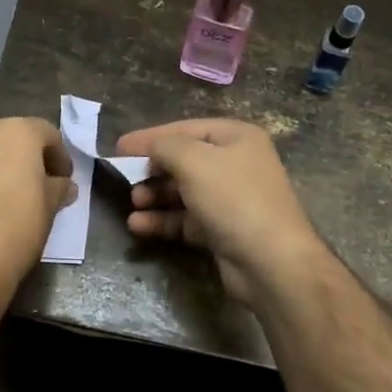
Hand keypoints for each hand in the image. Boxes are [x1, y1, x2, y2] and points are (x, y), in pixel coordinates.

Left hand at [0, 117, 75, 297]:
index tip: (65, 180)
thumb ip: (58, 189)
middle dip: (27, 158)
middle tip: (38, 185)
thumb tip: (64, 185)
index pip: (47, 134)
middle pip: (13, 137)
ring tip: (8, 196)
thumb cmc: (16, 227)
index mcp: (17, 132)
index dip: (60, 156)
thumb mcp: (49, 208)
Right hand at [114, 119, 325, 304]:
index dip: (150, 137)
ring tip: (133, 204)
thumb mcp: (193, 160)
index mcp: (236, 137)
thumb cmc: (233, 198)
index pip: (185, 128)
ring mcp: (231, 199)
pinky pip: (187, 219)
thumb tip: (150, 148)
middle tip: (126, 178)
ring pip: (183, 191)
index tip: (119, 147)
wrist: (272, 263)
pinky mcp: (224, 231)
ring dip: (155, 196)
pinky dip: (164, 220)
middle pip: (184, 160)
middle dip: (153, 170)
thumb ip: (164, 146)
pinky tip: (139, 225)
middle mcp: (236, 164)